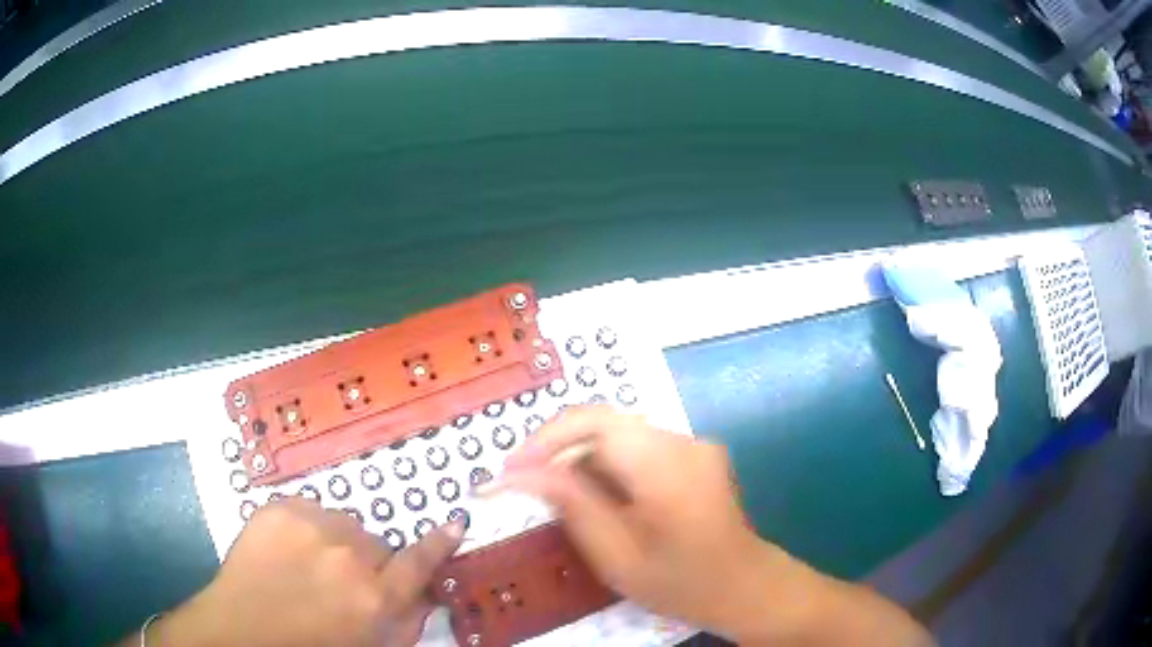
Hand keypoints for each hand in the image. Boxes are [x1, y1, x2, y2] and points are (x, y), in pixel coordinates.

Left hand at [143, 498, 462, 646]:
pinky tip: (288, 552)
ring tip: (309, 566)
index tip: (455, 523)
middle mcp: (348, 555)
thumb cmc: (309, 646)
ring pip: (343, 524)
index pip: (418, 563)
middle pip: (375, 543)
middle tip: (340, 582)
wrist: (240, 630)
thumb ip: (401, 622)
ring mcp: (311, 526)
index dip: (438, 544)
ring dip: (336, 542)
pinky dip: (307, 529)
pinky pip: (310, 511)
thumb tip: (422, 597)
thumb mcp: (366, 645)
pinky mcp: (279, 508)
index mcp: (373, 597)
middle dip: (367, 561)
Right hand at [495, 407, 932, 646]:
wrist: (744, 586)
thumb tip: (522, 473)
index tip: (511, 470)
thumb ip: (571, 504)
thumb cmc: (680, 581)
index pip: (594, 423)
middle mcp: (683, 441)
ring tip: (557, 494)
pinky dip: (608, 466)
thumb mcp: (616, 553)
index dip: (545, 440)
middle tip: (525, 482)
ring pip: (620, 435)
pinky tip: (598, 497)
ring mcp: (694, 445)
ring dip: (582, 459)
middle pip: (605, 424)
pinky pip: (639, 448)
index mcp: (666, 465)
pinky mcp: (696, 455)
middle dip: (559, 449)